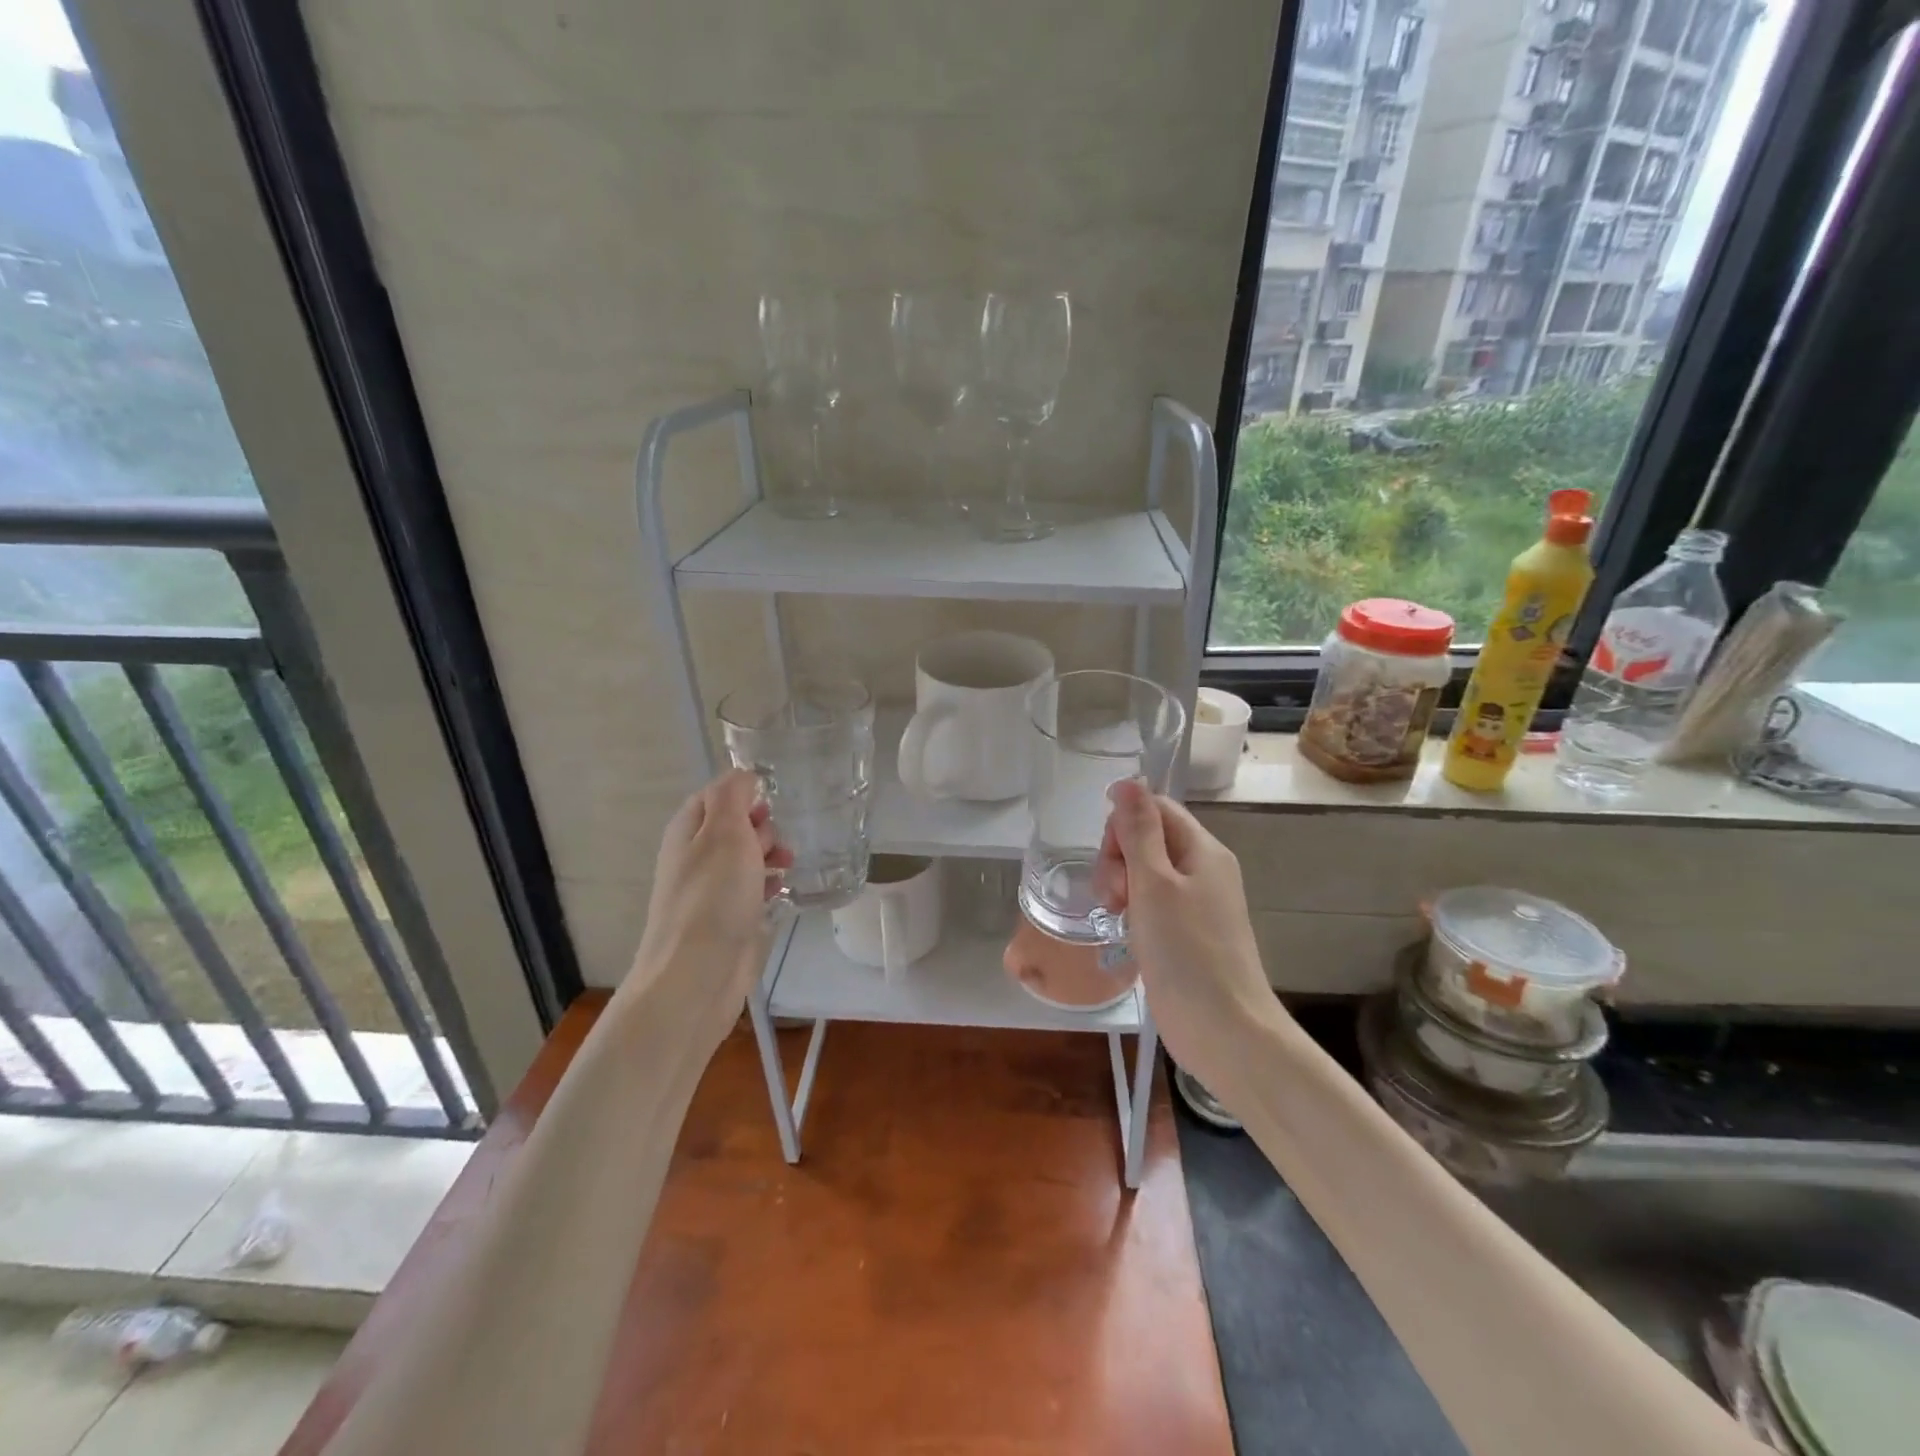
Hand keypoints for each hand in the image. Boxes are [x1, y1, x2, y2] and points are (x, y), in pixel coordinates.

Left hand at [631, 769, 791, 1002]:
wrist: (698, 973)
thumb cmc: (713, 896)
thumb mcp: (724, 831)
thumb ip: (732, 796)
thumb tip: (743, 774)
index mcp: (688, 831)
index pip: (716, 795)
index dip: (745, 793)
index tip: (774, 800)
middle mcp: (695, 856)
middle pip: (733, 825)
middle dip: (762, 826)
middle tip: (779, 840)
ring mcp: (710, 890)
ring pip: (746, 858)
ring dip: (770, 855)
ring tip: (788, 865)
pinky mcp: (727, 918)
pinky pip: (751, 889)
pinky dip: (768, 883)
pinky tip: (782, 890)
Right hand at [1095, 779, 1286, 1093]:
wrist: (1224, 1030)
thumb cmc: (1186, 952)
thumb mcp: (1154, 883)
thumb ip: (1138, 831)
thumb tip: (1128, 781)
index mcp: (1202, 849)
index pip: (1155, 808)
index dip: (1124, 824)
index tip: (1111, 859)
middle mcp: (1202, 869)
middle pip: (1147, 838)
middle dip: (1118, 858)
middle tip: (1115, 895)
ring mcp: (1196, 903)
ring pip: (1144, 872)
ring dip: (1121, 885)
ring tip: (1117, 915)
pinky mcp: (1186, 932)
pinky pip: (1151, 903)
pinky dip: (1133, 910)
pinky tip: (1126, 931)